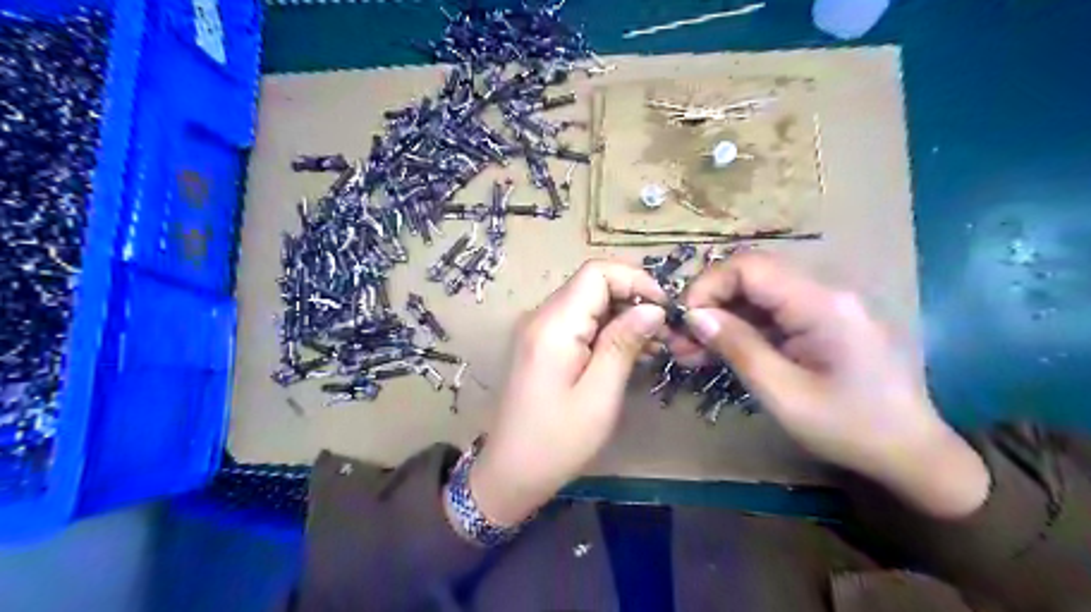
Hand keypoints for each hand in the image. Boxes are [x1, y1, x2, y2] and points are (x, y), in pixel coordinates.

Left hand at [470, 261, 664, 523]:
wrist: (510, 472)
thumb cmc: (557, 441)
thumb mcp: (599, 395)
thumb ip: (624, 344)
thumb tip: (653, 309)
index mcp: (553, 325)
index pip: (596, 272)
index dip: (635, 280)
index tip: (665, 310)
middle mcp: (541, 316)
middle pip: (592, 284)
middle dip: (633, 299)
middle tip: (665, 333)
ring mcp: (538, 329)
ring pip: (588, 302)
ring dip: (622, 316)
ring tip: (654, 346)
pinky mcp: (541, 344)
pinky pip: (578, 322)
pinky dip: (606, 330)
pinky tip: (629, 353)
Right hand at [669, 250, 995, 517]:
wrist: (912, 453)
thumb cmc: (850, 428)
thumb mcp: (784, 394)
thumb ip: (738, 348)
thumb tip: (695, 316)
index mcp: (822, 304)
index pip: (750, 267)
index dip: (708, 286)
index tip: (685, 321)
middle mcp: (826, 291)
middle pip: (752, 275)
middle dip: (711, 303)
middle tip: (681, 340)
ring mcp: (827, 304)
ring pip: (758, 294)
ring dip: (723, 317)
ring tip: (691, 351)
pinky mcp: (824, 320)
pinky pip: (774, 312)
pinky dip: (743, 328)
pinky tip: (721, 352)